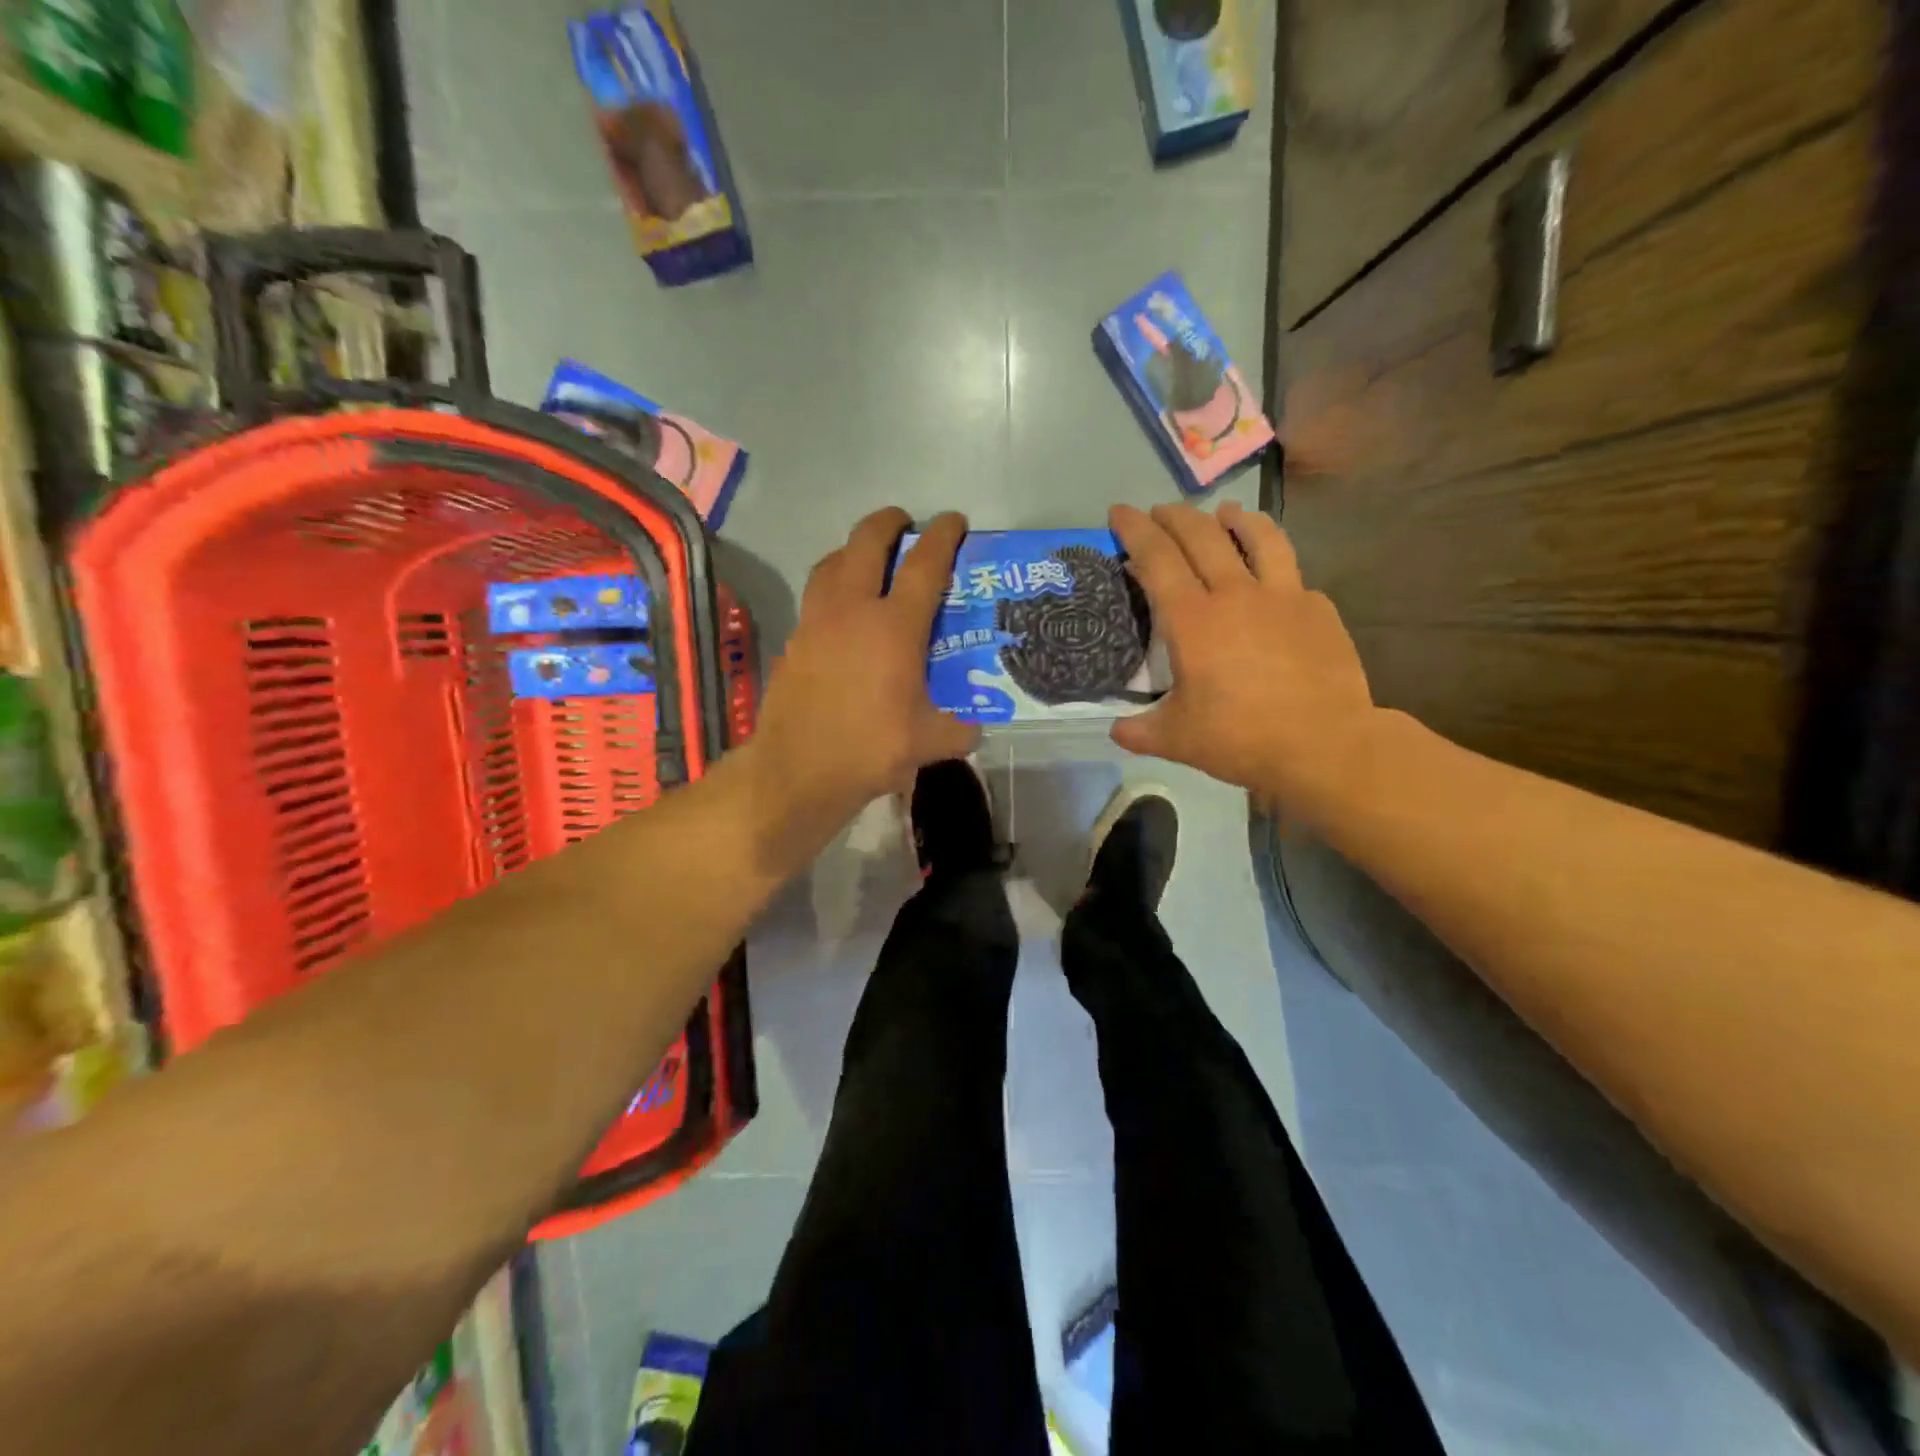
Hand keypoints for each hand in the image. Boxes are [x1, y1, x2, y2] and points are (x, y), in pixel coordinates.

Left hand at [744, 508, 976, 863]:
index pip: (925, 564)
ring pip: (832, 562)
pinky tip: (842, 613)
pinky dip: (832, 587)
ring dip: (853, 550)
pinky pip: (815, 595)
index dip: (943, 536)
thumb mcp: (928, 743)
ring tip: (868, 560)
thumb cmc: (869, 749)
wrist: (797, 770)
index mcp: (894, 627)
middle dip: (888, 523)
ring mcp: (816, 621)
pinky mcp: (795, 640)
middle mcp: (853, 610)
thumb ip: (959, 730)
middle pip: (867, 542)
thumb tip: (974, 729)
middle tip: (905, 525)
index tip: (953, 520)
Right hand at [1109, 501, 1378, 816]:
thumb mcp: (1176, 740)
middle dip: (1174, 516)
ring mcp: (1283, 596)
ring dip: (1234, 518)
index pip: (1156, 558)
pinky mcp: (1318, 609)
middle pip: (1201, 535)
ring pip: (1258, 537)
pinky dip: (1274, 565)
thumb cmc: (1241, 739)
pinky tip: (1272, 578)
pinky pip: (1292, 574)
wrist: (1325, 746)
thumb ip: (1138, 731)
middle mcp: (1235, 594)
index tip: (1119, 511)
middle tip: (1158, 511)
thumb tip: (1116, 729)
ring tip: (1224, 512)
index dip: (1134, 529)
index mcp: (1192, 620)